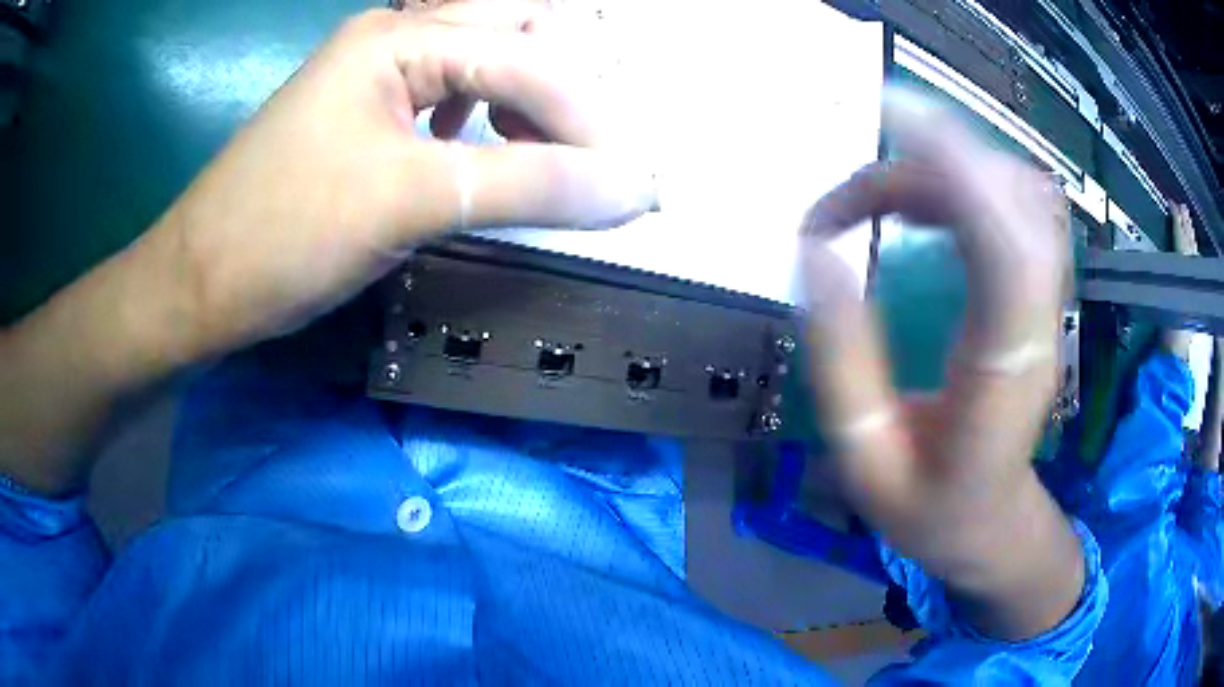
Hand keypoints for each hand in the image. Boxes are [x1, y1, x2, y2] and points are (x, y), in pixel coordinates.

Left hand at [0, 1, 655, 493]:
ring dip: (531, 97)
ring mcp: (376, 74)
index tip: (629, 184)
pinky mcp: (365, 113)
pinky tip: (491, 151)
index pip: (525, 59)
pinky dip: (489, 117)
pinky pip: (451, 92)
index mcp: (399, 39)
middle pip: (512, 29)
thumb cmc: (282, 235)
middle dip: (567, 83)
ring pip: (484, 58)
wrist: (199, 283)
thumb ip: (528, 185)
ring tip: (551, 154)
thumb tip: (630, 189)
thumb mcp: (408, 202)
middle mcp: (393, 39)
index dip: (586, 119)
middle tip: (593, 147)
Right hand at [799, 87, 1082, 639]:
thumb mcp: (867, 462)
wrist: (993, 524)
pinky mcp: (1036, 293)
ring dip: (945, 169)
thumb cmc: (931, 509)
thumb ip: (843, 362)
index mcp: (1001, 373)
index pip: (1003, 243)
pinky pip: (1013, 207)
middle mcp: (1035, 322)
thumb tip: (816, 255)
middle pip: (1009, 199)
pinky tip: (919, 205)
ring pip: (1016, 192)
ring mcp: (1044, 303)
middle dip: (929, 162)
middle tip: (847, 197)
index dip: (957, 166)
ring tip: (876, 199)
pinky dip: (965, 182)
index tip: (888, 117)